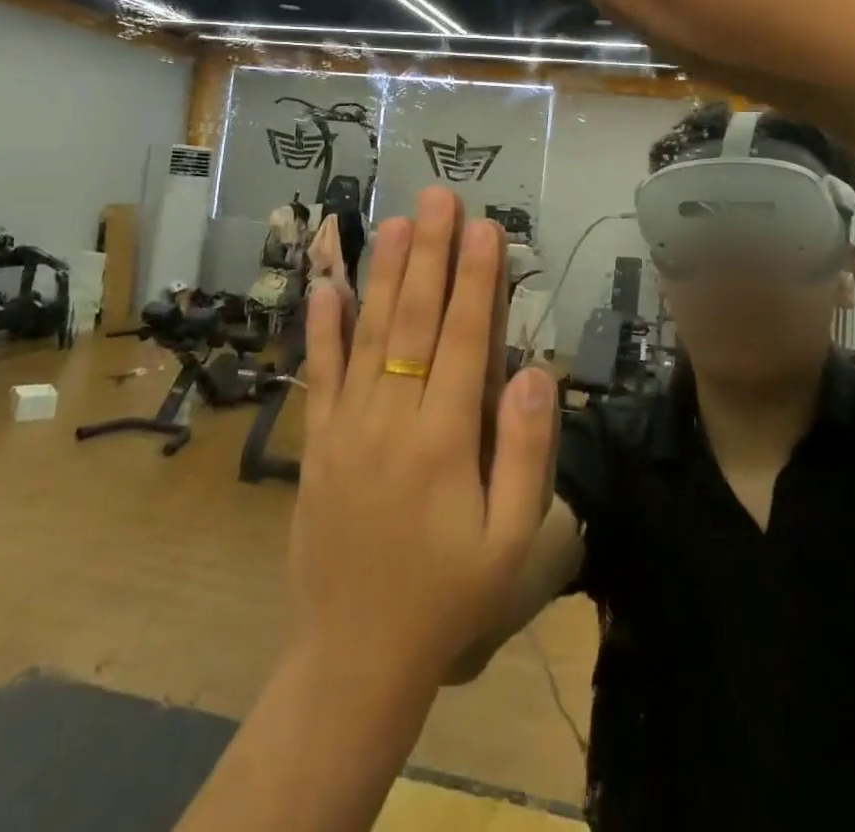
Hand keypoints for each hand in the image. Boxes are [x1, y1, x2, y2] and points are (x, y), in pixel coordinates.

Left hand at [294, 187, 558, 688]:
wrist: (354, 657)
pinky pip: (319, 374)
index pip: (463, 339)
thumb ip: (527, 453)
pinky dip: (322, 326)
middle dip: (430, 253)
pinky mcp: (318, 441)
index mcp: (444, 440)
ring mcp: (347, 426)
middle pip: (413, 320)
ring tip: (396, 220)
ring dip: (384, 273)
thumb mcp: (512, 543)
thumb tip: (536, 370)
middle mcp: (392, 418)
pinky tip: (326, 285)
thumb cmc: (449, 598)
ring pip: (368, 334)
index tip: (484, 226)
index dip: (476, 279)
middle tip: (438, 196)